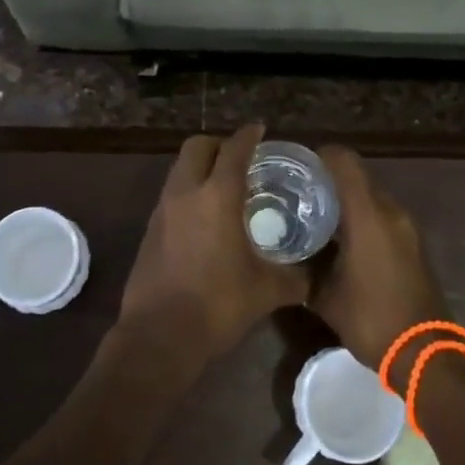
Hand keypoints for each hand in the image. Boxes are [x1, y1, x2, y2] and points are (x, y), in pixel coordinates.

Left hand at [117, 124, 307, 367]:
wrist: (160, 335)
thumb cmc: (218, 305)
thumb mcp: (267, 291)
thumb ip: (295, 277)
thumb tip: (315, 276)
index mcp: (217, 196)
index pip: (234, 150)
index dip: (248, 135)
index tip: (260, 129)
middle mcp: (186, 192)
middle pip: (197, 147)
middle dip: (219, 144)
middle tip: (240, 157)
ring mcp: (162, 210)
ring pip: (180, 169)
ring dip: (200, 167)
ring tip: (223, 186)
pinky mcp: (150, 229)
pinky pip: (171, 194)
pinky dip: (188, 191)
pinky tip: (204, 217)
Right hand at [311, 147, 449, 385]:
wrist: (426, 354)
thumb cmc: (372, 319)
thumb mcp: (326, 297)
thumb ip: (304, 270)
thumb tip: (285, 259)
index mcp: (368, 215)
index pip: (344, 162)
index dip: (320, 156)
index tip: (295, 166)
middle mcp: (390, 211)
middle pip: (358, 177)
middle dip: (330, 180)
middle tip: (298, 192)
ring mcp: (406, 227)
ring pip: (371, 196)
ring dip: (347, 200)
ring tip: (316, 215)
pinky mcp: (413, 243)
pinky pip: (383, 215)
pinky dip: (362, 217)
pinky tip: (341, 238)